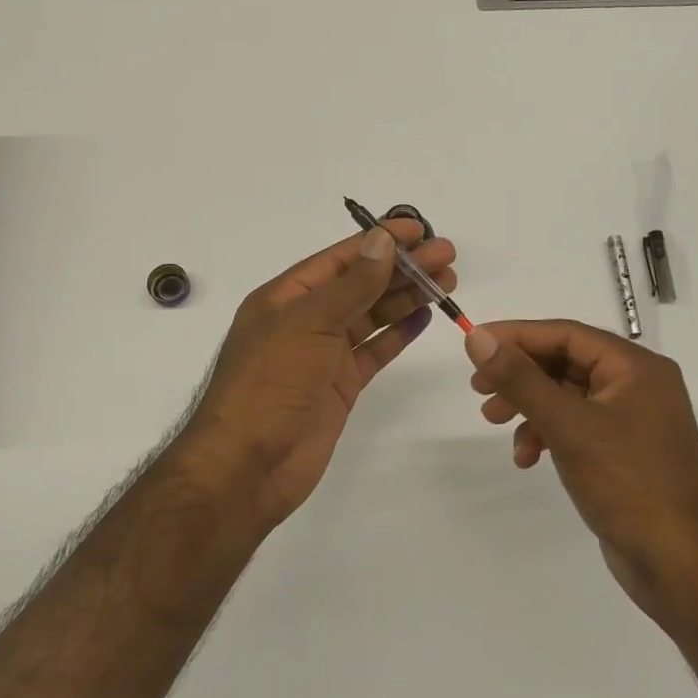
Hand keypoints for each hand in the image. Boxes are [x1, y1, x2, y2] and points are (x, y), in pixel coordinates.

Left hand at [182, 219, 456, 532]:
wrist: (248, 467)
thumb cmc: (270, 384)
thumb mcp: (308, 324)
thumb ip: (351, 285)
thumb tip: (382, 241)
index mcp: (287, 297)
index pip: (341, 259)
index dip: (380, 242)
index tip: (419, 230)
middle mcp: (306, 320)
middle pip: (361, 284)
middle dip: (403, 268)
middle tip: (448, 257)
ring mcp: (323, 354)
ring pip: (371, 315)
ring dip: (406, 296)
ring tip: (448, 282)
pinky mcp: (339, 385)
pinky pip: (374, 351)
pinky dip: (398, 333)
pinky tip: (425, 317)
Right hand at [464, 320, 697, 621]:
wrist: (681, 566)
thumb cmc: (629, 484)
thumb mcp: (569, 425)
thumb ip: (521, 379)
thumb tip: (477, 338)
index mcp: (636, 367)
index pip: (567, 334)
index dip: (517, 336)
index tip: (475, 344)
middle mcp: (637, 385)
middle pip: (566, 363)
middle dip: (521, 375)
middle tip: (479, 388)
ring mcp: (632, 421)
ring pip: (567, 397)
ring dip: (529, 407)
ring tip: (494, 421)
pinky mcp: (623, 453)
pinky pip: (576, 427)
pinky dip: (547, 434)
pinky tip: (527, 457)